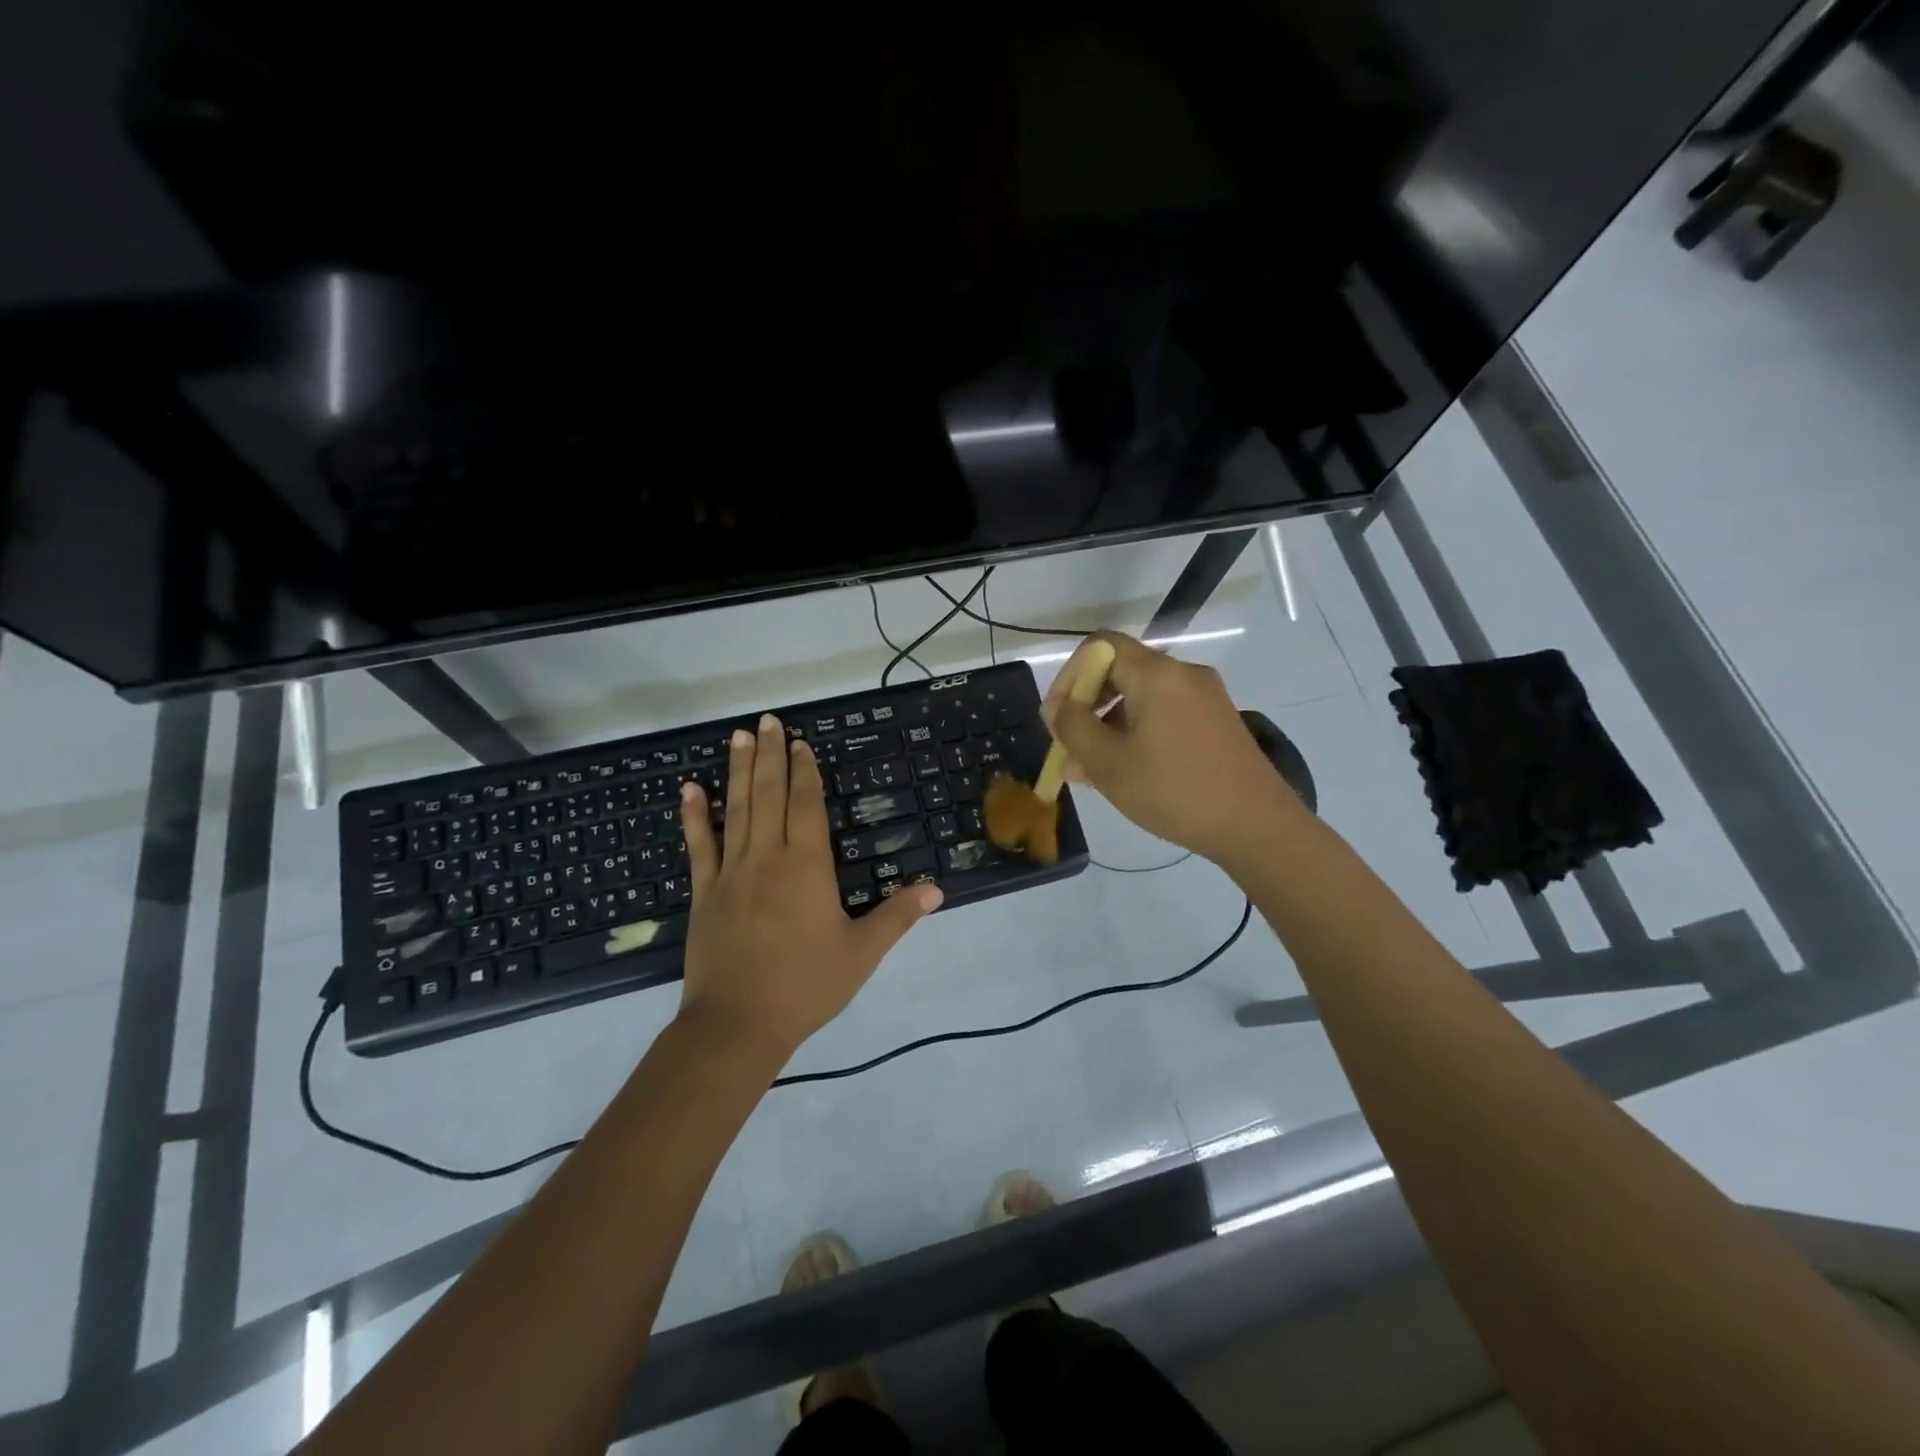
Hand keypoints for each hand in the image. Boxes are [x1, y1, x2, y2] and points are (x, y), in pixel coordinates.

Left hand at [678, 714, 941, 1056]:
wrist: (737, 1024)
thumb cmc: (805, 986)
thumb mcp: (862, 952)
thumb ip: (898, 916)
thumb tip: (937, 889)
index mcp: (807, 867)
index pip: (806, 806)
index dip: (805, 772)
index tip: (801, 744)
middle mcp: (767, 858)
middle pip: (769, 795)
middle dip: (771, 756)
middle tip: (769, 721)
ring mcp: (730, 873)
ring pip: (735, 810)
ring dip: (737, 771)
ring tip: (738, 737)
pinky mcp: (704, 893)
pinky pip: (699, 846)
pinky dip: (694, 816)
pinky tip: (690, 789)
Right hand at [1040, 631, 1298, 862]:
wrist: (1257, 826)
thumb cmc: (1174, 791)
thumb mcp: (1109, 763)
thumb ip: (1073, 728)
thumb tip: (1059, 709)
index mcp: (1157, 674)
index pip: (1099, 647)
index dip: (1068, 676)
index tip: (1056, 717)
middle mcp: (1184, 674)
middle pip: (1121, 671)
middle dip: (1086, 705)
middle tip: (1069, 746)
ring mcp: (1206, 698)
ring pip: (1142, 698)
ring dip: (1109, 725)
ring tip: (1090, 770)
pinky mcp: (1218, 722)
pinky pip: (1166, 714)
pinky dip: (1138, 732)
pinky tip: (1127, 771)